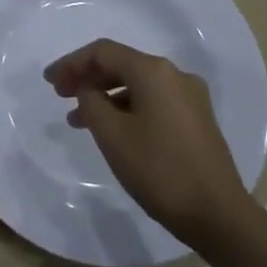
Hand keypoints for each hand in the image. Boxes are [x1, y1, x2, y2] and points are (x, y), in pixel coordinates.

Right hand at [45, 38, 252, 253]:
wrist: (217, 214)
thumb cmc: (159, 170)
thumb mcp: (112, 135)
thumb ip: (91, 103)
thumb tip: (89, 91)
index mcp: (154, 71)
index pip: (103, 52)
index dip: (72, 63)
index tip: (49, 81)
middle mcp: (175, 75)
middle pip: (122, 64)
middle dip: (88, 77)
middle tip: (60, 95)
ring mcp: (190, 98)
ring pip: (137, 85)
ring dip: (105, 96)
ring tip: (79, 120)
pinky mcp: (197, 120)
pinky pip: (153, 102)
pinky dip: (127, 108)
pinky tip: (112, 130)